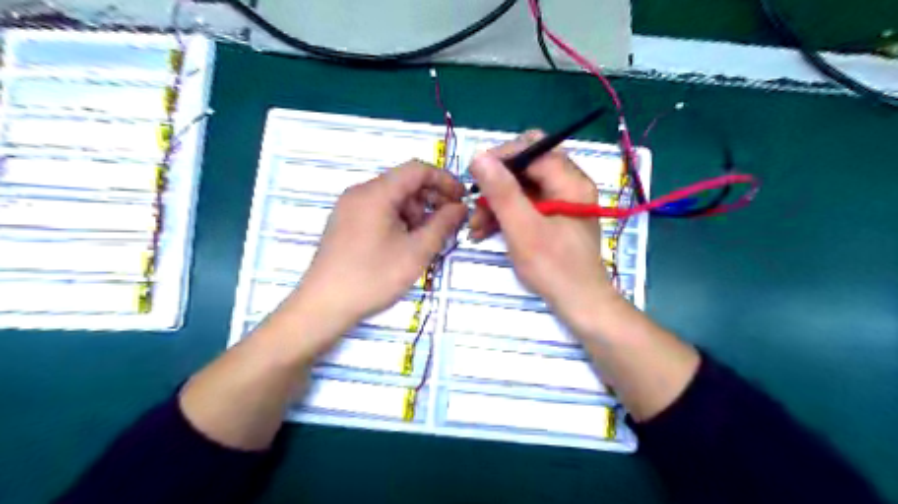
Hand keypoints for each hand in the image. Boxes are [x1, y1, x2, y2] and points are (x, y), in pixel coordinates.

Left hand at [290, 159, 470, 336]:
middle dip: (431, 199)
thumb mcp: (416, 252)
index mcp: (376, 193)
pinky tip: (405, 244)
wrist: (323, 305)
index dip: (444, 180)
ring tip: (426, 240)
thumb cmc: (373, 277)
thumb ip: (442, 225)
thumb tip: (460, 207)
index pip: (417, 170)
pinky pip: (378, 210)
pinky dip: (398, 220)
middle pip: (404, 183)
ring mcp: (349, 207)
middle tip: (448, 224)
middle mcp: (360, 193)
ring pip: (392, 198)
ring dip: (415, 212)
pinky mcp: (345, 223)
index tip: (462, 199)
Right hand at [471, 129, 618, 326]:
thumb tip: (478, 155)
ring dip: (496, 203)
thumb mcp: (523, 229)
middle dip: (496, 185)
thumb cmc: (554, 267)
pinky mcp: (553, 218)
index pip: (532, 147)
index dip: (500, 157)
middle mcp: (568, 184)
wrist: (580, 304)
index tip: (474, 177)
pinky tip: (485, 232)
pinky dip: (505, 215)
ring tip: (475, 227)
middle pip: (525, 167)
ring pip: (521, 187)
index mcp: (569, 180)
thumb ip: (502, 192)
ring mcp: (561, 201)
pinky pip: (525, 205)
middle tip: (475, 205)